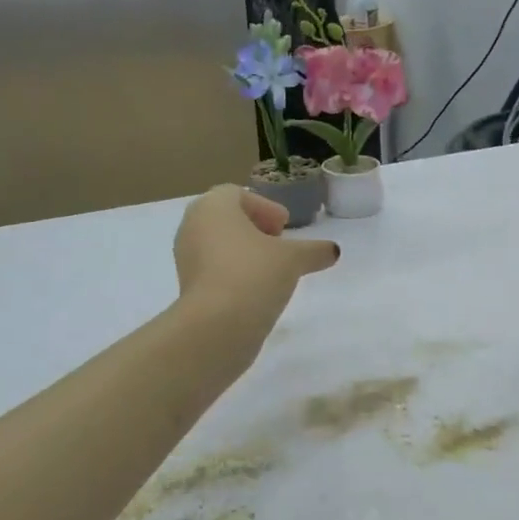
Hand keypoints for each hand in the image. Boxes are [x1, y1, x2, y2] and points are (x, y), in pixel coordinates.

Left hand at [175, 185, 339, 330]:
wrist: (217, 325)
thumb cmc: (254, 274)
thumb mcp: (294, 259)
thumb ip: (315, 250)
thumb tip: (333, 251)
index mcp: (213, 206)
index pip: (237, 194)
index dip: (265, 207)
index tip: (284, 226)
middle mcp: (193, 225)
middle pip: (225, 218)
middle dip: (253, 227)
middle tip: (277, 242)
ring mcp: (185, 257)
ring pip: (217, 244)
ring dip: (243, 251)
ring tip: (270, 268)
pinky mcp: (187, 286)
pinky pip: (212, 268)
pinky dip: (232, 271)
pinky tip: (255, 289)